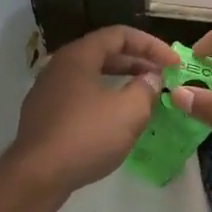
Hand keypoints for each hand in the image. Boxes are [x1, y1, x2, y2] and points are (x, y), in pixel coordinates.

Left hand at [4, 25, 178, 199]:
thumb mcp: (129, 112)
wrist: (37, 176)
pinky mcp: (44, 116)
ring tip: (143, 95)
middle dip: (136, 62)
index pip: (119, 35)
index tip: (173, 63)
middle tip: (162, 76)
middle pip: (103, 53)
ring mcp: (48, 92)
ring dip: (120, 81)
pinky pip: (79, 97)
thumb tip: (151, 78)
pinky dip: (103, 99)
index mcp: (78, 56)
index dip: (151, 45)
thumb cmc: (86, 136)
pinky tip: (116, 119)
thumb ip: (146, 89)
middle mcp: (59, 67)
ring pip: (90, 76)